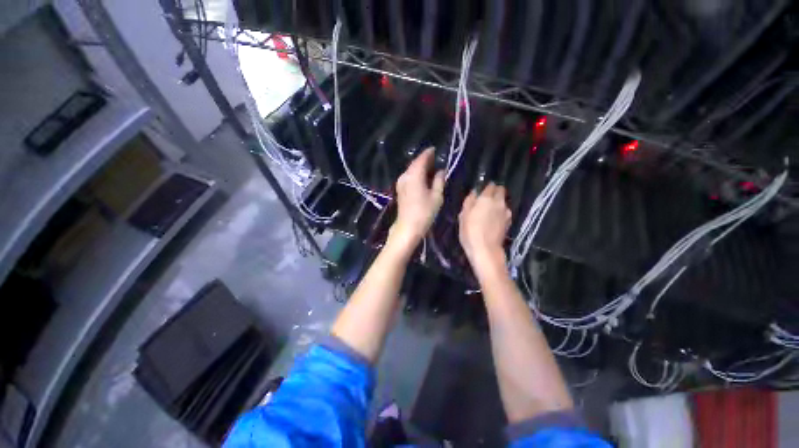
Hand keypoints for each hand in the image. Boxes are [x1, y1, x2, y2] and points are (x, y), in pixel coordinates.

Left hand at [388, 147, 444, 251]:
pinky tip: (423, 178)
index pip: (421, 159)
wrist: (407, 227)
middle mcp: (405, 176)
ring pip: (411, 170)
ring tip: (431, 168)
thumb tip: (441, 171)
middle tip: (436, 159)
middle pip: (415, 163)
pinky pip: (409, 176)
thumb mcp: (436, 196)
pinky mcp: (400, 189)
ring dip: (420, 167)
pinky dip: (416, 174)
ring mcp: (401, 183)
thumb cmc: (424, 212)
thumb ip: (439, 181)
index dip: (429, 153)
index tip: (436, 149)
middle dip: (425, 160)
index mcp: (414, 175)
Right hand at [458, 183, 511, 268]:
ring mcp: (506, 213)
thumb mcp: (463, 215)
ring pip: (503, 202)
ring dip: (498, 204)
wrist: (485, 249)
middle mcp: (499, 202)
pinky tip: (493, 221)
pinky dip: (500, 213)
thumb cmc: (470, 230)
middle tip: (485, 200)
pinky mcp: (509, 222)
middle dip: (495, 192)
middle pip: (501, 191)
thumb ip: (469, 201)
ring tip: (489, 212)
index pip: (491, 185)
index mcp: (487, 198)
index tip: (481, 192)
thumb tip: (474, 192)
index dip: (486, 187)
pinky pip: (505, 213)